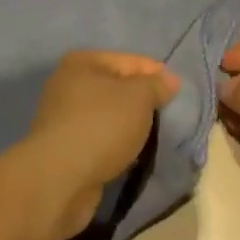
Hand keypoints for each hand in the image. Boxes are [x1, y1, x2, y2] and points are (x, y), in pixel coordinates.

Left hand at [24, 50, 180, 239]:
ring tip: (153, 137)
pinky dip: (116, 145)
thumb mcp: (139, 97)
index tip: (178, 92)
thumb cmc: (101, 126)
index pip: (130, 61)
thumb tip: (169, 80)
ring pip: (109, 116)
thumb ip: (156, 85)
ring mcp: (64, 118)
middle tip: (168, 115)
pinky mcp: (65, 149)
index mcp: (82, 63)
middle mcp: (68, 85)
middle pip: (117, 88)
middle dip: (143, 101)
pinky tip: (132, 155)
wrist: (60, 179)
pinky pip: (100, 139)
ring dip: (129, 125)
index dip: (157, 73)